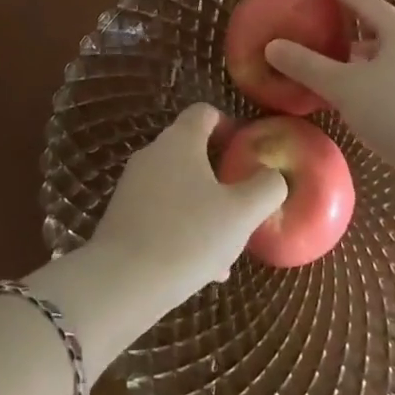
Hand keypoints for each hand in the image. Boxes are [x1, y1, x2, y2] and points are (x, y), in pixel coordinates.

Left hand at [91, 104, 287, 310]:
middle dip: (220, 176)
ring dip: (205, 208)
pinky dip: (183, 228)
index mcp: (180, 140)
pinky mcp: (123, 214)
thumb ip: (266, 187)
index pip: (204, 112)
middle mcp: (153, 153)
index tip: (246, 153)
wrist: (122, 282)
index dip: (228, 125)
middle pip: (192, 151)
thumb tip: (272, 175)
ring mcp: (133, 184)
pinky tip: (201, 267)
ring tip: (227, 249)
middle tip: (242, 205)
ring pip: (180, 187)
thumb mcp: (242, 213)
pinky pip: (162, 211)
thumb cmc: (188, 237)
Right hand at [263, 0, 394, 161]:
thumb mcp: (343, 85)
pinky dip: (370, 80)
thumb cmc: (394, 111)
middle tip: (321, 29)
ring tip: (332, 65)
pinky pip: (392, 80)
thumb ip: (307, 65)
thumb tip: (272, 46)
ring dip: (360, 58)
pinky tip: (354, 98)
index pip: (366, 3)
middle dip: (350, 29)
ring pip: (386, 58)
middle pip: (379, 29)